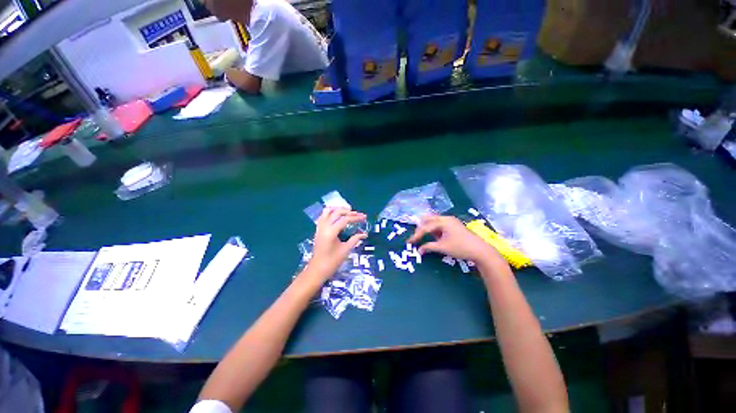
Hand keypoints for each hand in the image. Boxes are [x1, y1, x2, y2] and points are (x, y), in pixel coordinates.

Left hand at [305, 207, 367, 280]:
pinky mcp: (318, 230)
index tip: (364, 217)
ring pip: (328, 211)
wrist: (317, 270)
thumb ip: (355, 239)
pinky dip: (331, 213)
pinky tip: (337, 216)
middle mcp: (324, 227)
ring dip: (338, 209)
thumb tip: (364, 234)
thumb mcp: (345, 250)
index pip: (345, 219)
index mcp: (331, 232)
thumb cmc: (331, 262)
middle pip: (337, 212)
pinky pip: (323, 216)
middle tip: (358, 214)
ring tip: (348, 212)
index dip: (356, 218)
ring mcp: (319, 227)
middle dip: (349, 212)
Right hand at [408, 215, 500, 263]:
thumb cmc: (460, 247)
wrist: (480, 250)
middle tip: (414, 237)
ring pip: (434, 221)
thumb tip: (419, 250)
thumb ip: (429, 247)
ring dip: (427, 228)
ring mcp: (451, 221)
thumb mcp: (443, 248)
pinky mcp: (454, 225)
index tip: (409, 242)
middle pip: (428, 220)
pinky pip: (440, 224)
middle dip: (420, 228)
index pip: (425, 227)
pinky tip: (432, 235)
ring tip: (420, 235)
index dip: (416, 235)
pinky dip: (434, 229)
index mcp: (443, 221)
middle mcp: (446, 218)